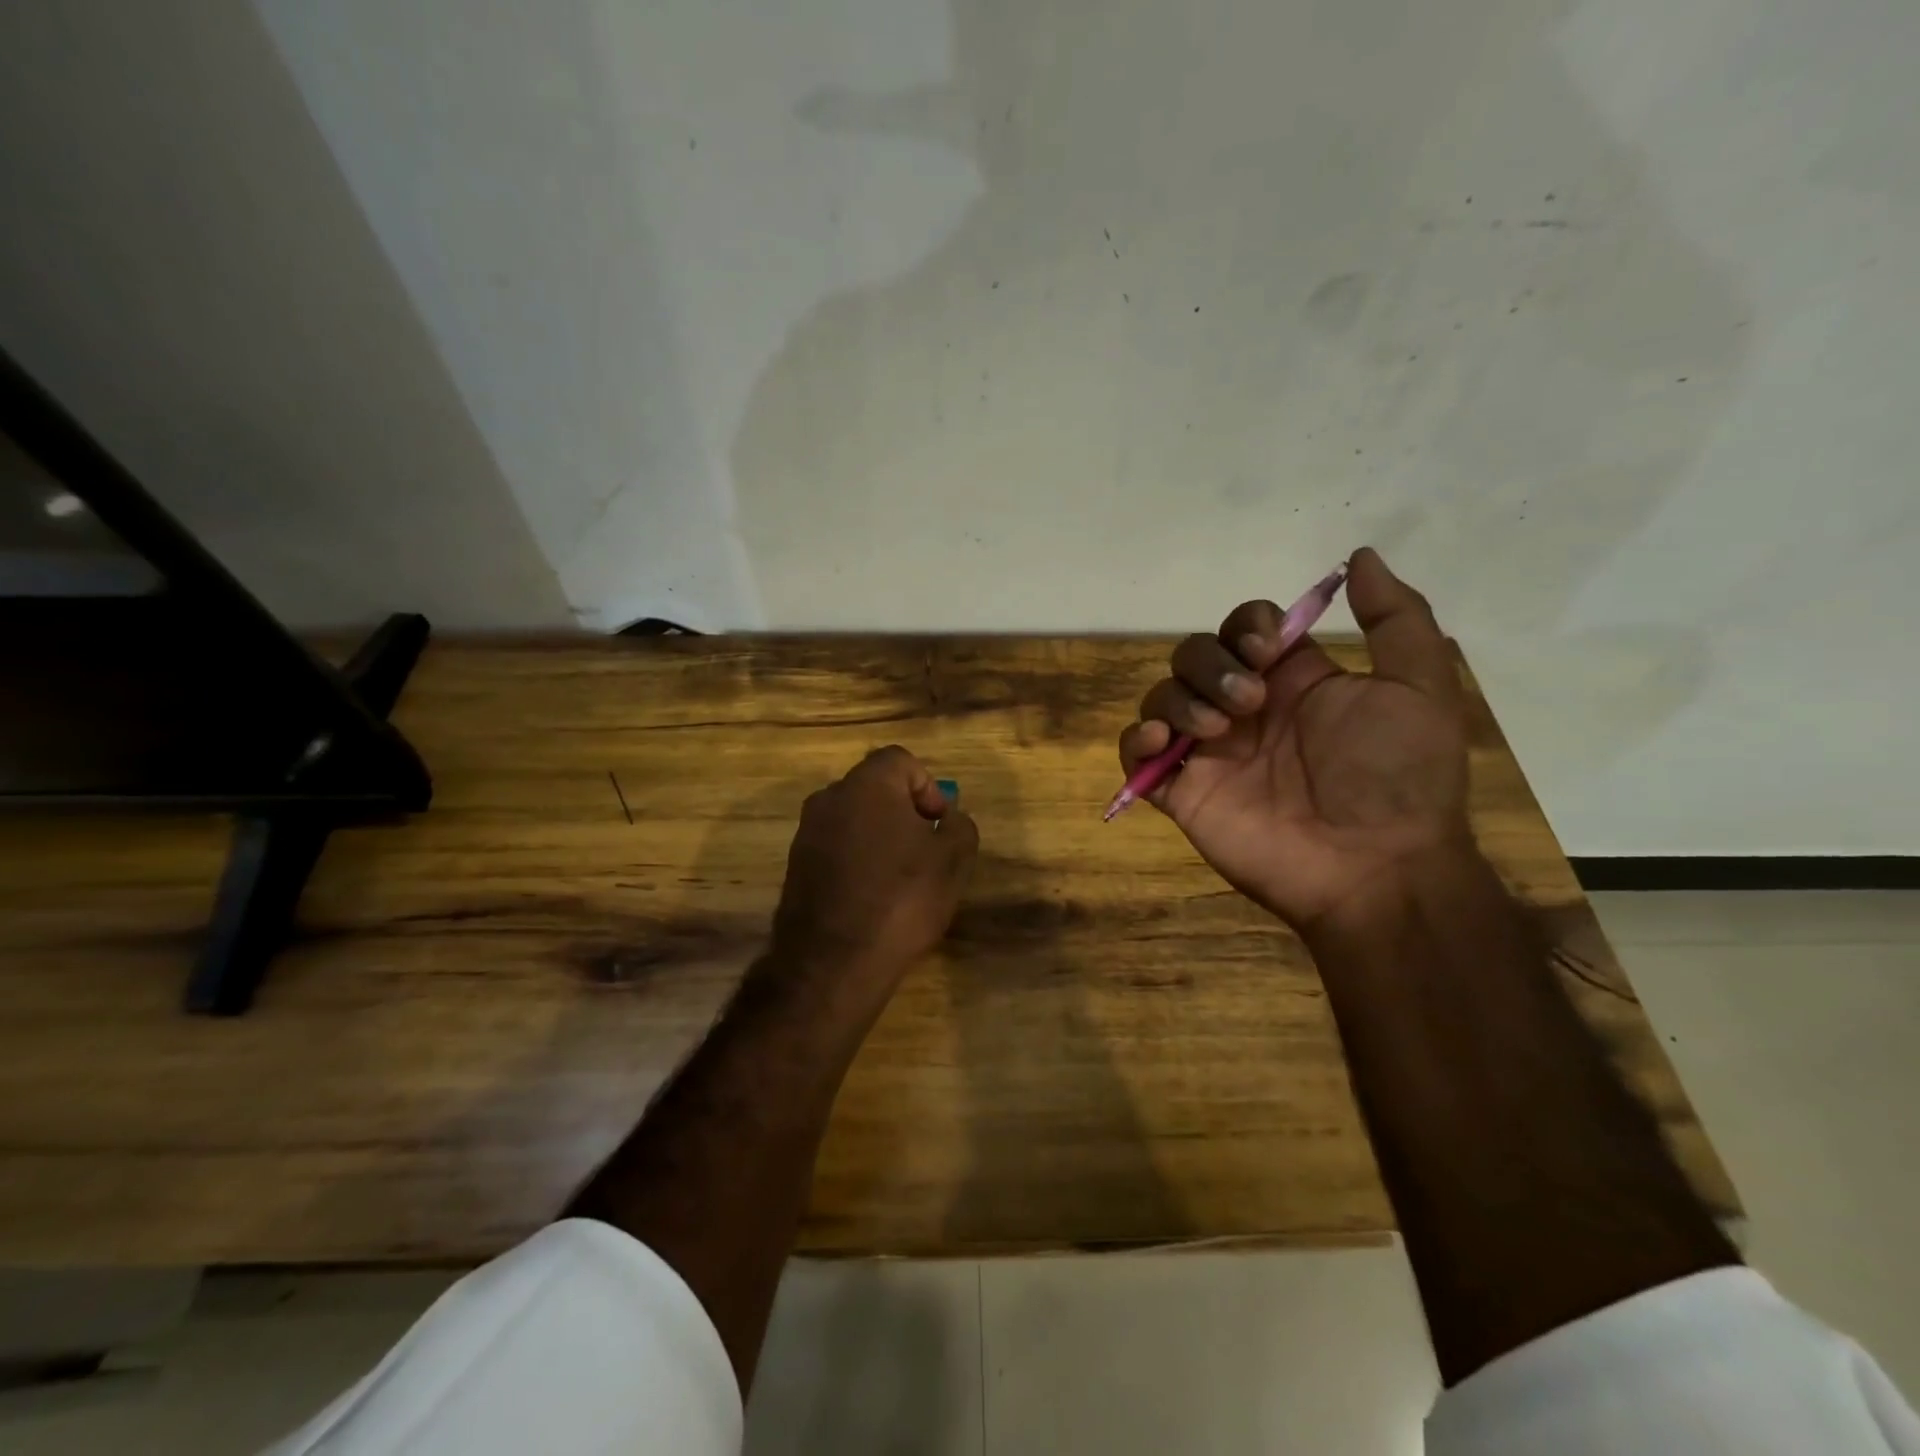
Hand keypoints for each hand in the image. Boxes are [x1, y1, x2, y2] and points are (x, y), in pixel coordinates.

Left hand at [769, 746, 978, 1006]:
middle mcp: (829, 798)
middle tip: (926, 850)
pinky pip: (836, 847)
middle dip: (905, 812)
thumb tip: (948, 819)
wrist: (833, 963)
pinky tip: (873, 897)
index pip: (901, 760)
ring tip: (901, 878)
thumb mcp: (952, 861)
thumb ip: (959, 826)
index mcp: (867, 785)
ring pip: (854, 819)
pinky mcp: (796, 866)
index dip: (928, 787)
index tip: (938, 825)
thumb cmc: (901, 899)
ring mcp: (807, 833)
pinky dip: (857, 860)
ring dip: (881, 837)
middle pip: (876, 788)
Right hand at [1117, 548, 1469, 930]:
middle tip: (1249, 703)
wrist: (1374, 867)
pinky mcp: (1182, 792)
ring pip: (1161, 698)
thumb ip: (1395, 618)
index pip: (1242, 630)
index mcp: (1292, 683)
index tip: (1267, 650)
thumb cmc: (1396, 776)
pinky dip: (1137, 741)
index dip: (1245, 627)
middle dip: (1211, 666)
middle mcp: (1244, 710)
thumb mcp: (1418, 687)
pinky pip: (1136, 755)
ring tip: (1216, 732)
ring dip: (1179, 700)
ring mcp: (1209, 753)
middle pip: (1194, 656)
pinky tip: (1163, 744)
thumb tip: (1358, 556)